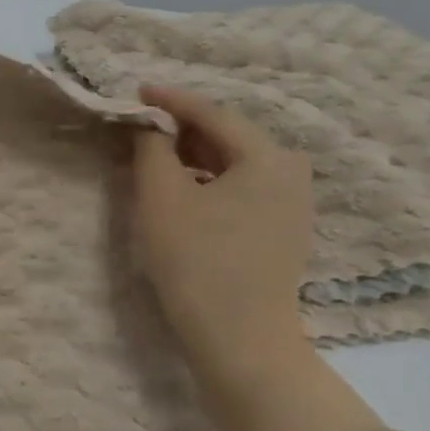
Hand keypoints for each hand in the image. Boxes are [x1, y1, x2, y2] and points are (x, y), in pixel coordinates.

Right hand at [131, 84, 381, 430]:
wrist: (239, 339)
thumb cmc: (196, 261)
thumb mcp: (161, 197)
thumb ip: (152, 149)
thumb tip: (149, 125)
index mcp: (268, 157)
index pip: (212, 114)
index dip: (170, 101)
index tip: (136, 91)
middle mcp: (291, 172)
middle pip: (228, 136)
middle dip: (182, 128)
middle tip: (140, 125)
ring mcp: (293, 203)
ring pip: (234, 163)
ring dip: (193, 155)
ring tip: (153, 154)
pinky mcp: (284, 230)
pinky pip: (241, 186)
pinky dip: (208, 179)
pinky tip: (181, 188)